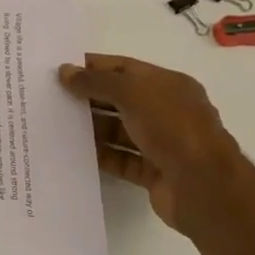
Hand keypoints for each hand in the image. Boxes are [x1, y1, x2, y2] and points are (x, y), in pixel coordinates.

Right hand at [58, 54, 247, 235]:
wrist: (203, 187)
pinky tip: (73, 153)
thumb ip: (97, 82)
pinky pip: (120, 159)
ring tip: (56, 125)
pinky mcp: (153, 172)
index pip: (125, 68)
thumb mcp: (133, 93)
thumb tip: (65, 72)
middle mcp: (167, 111)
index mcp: (169, 85)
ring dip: (92, 128)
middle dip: (89, 97)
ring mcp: (161, 143)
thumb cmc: (172, 128)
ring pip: (119, 130)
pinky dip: (100, 156)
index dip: (94, 67)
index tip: (60, 70)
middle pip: (120, 99)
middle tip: (51, 98)